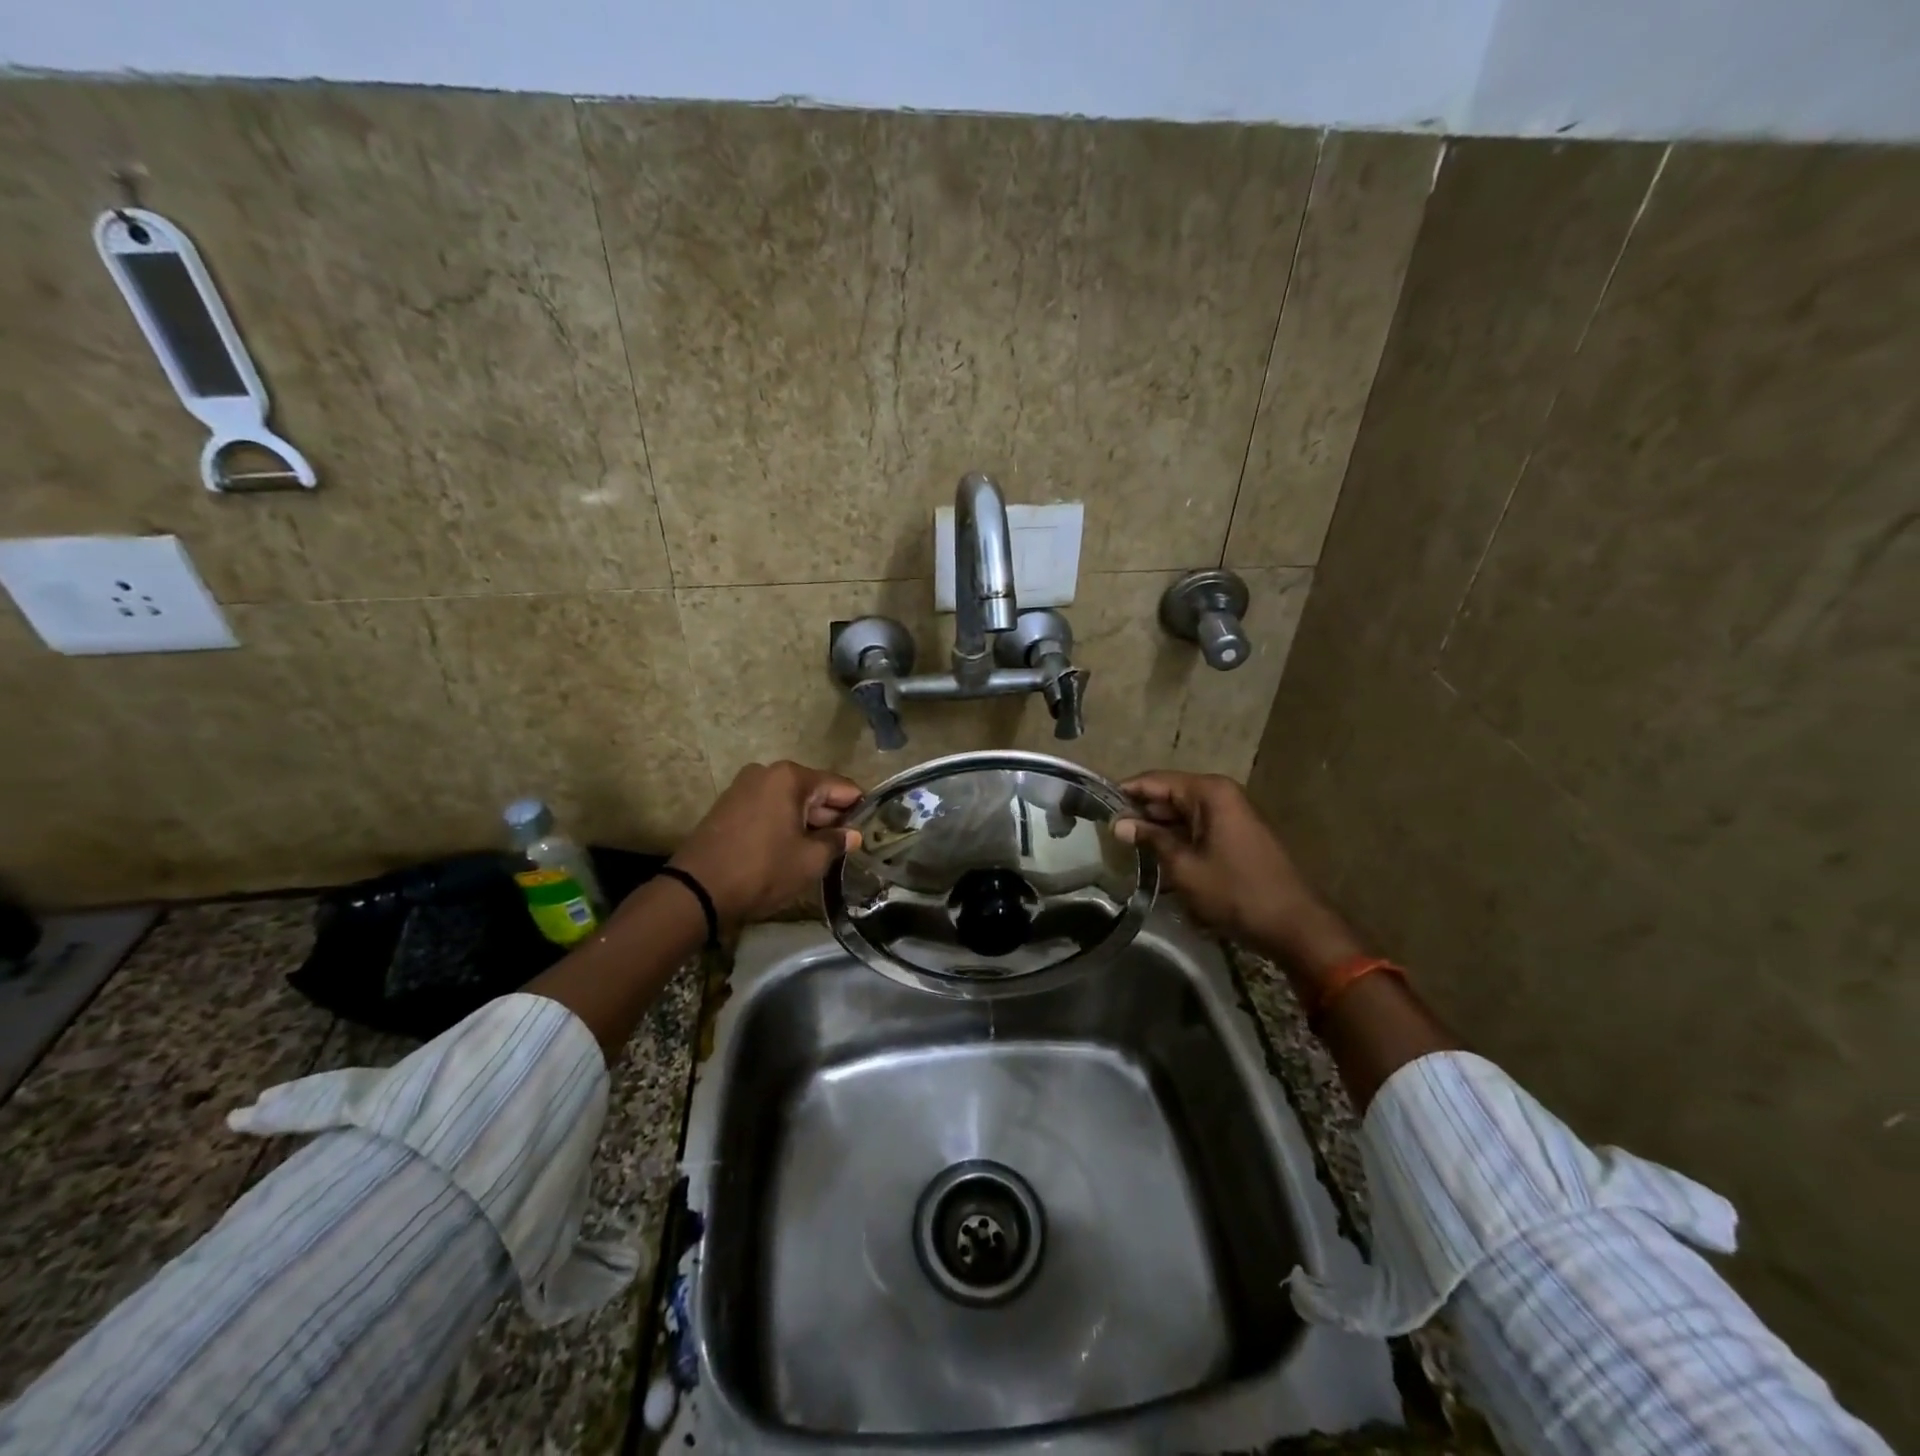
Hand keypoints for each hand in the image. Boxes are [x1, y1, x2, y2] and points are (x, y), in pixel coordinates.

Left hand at [670, 761, 862, 926]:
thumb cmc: (762, 870)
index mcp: (791, 777)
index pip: (839, 786)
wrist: (697, 890)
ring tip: (823, 849)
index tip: (870, 827)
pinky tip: (793, 846)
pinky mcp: (729, 805)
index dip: (858, 806)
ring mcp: (744, 786)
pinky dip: (784, 822)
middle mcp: (767, 772)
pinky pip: (768, 807)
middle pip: (813, 790)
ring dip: (807, 820)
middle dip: (831, 815)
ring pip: (789, 800)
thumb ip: (836, 842)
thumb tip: (852, 835)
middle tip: (847, 843)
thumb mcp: (809, 861)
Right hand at [1115, 771, 1360, 971]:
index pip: (1154, 780)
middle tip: (1105, 833)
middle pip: (1168, 795)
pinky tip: (1155, 859)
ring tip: (1123, 848)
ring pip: (1181, 814)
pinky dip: (1176, 840)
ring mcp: (1231, 815)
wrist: (1294, 925)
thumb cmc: (1236, 892)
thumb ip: (1150, 839)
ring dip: (1157, 830)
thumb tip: (1118, 823)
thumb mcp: (1184, 867)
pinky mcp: (1235, 835)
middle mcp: (1221, 795)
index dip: (1124, 792)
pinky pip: (1197, 829)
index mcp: (1209, 792)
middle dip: (1139, 813)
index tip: (1095, 806)